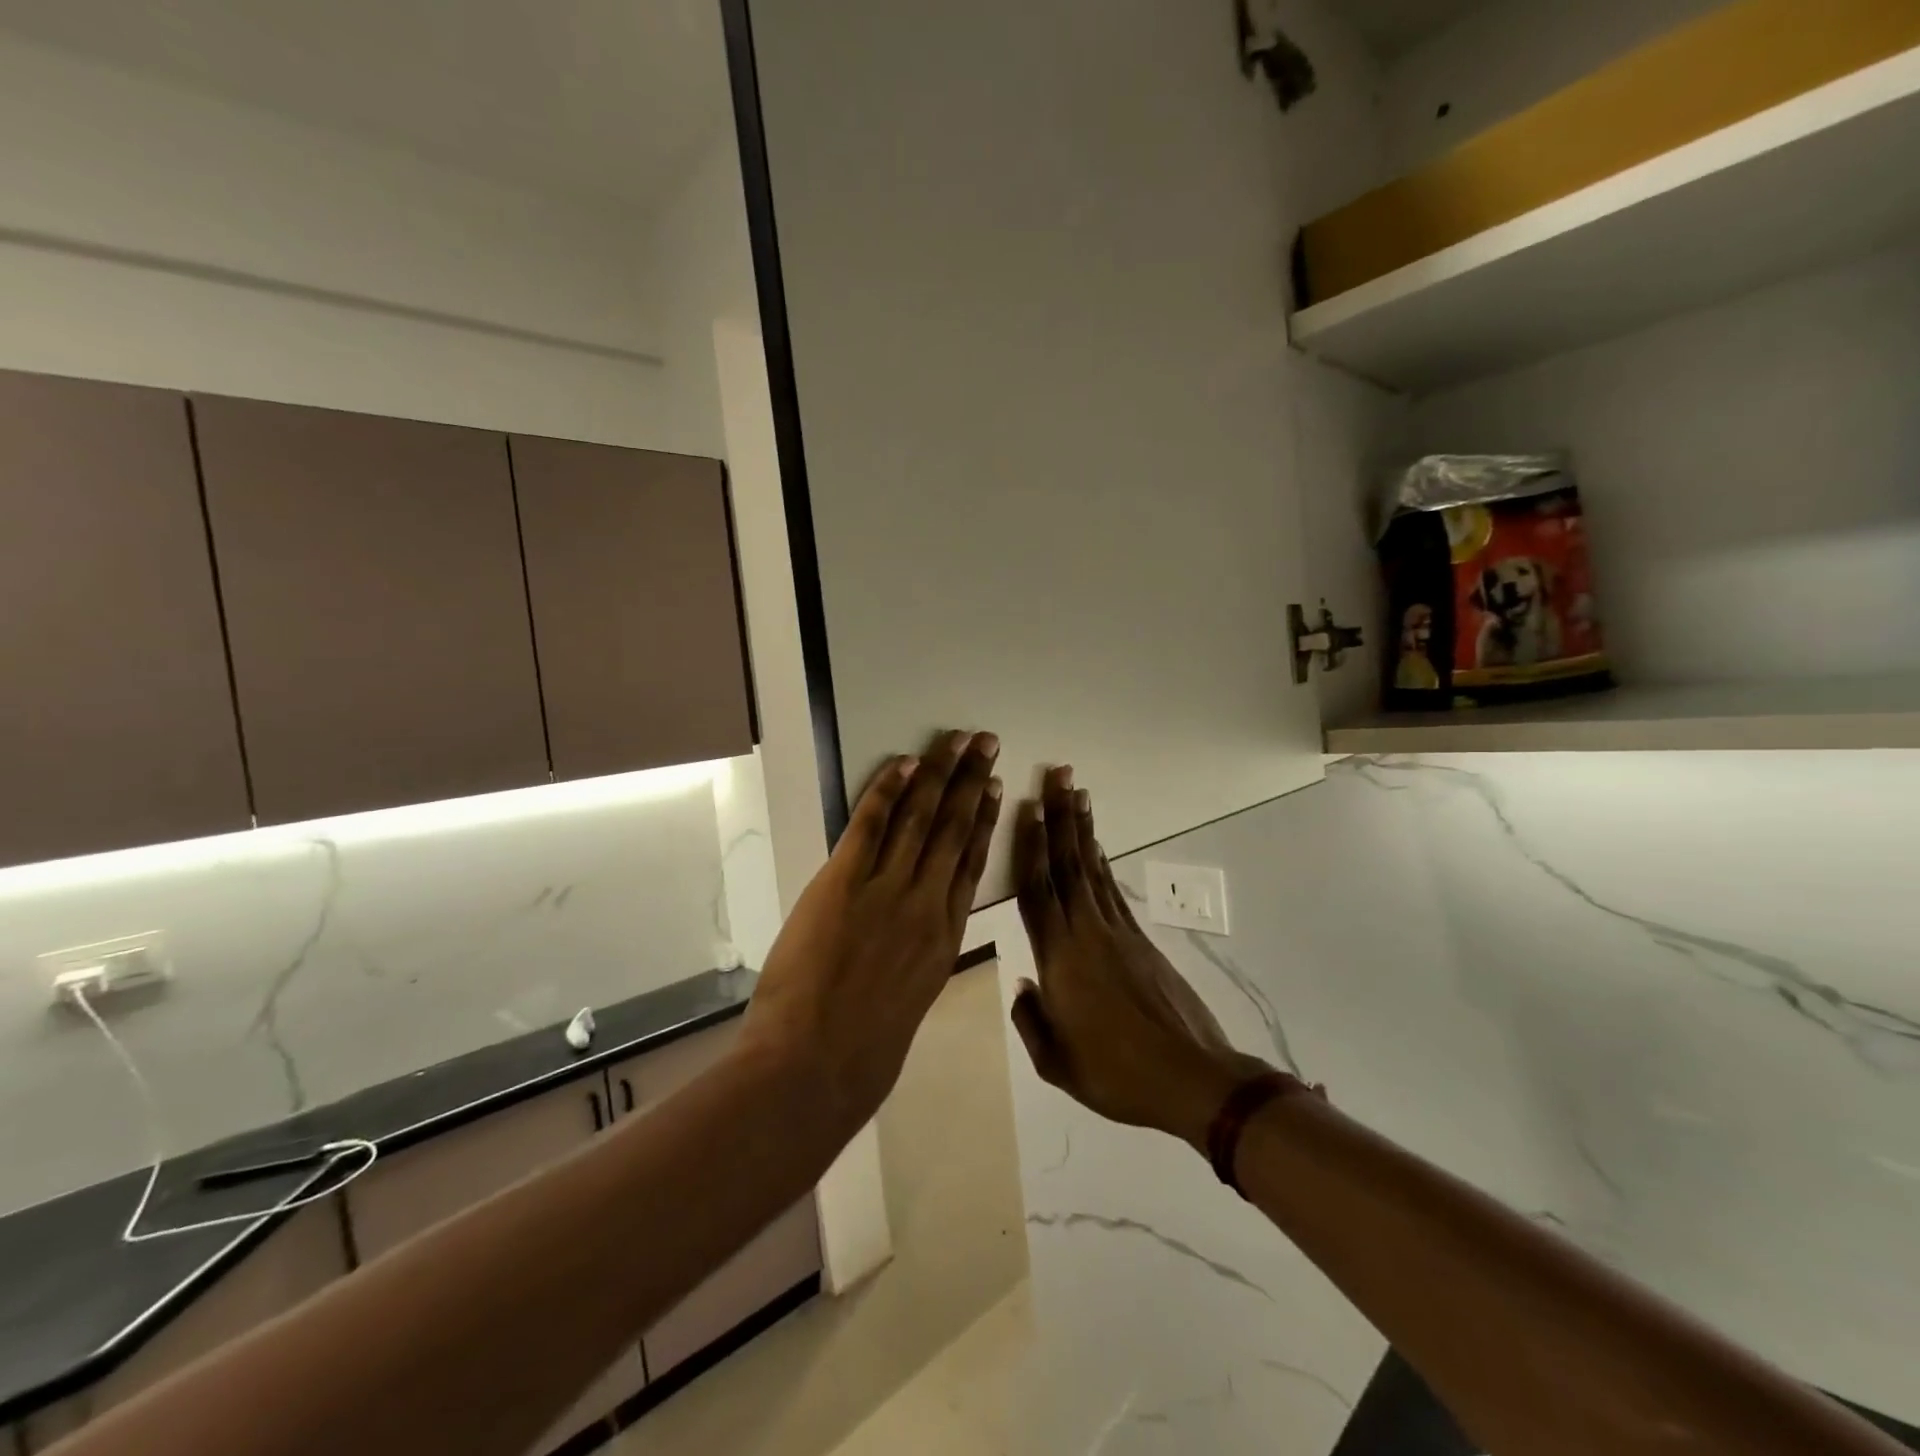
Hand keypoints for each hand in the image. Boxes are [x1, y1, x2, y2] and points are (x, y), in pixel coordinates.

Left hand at [740, 730, 1002, 1130]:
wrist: (816, 1067)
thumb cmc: (863, 1054)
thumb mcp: (910, 1003)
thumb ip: (916, 961)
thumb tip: (912, 936)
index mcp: (945, 937)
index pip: (972, 863)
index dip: (986, 820)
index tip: (998, 788)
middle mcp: (927, 904)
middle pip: (956, 829)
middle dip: (972, 781)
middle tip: (986, 742)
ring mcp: (888, 890)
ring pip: (922, 818)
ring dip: (939, 773)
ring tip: (957, 740)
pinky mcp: (844, 883)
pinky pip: (870, 825)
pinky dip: (887, 791)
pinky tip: (904, 764)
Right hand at [1010, 768, 1270, 1148]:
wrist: (1192, 1079)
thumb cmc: (1116, 1075)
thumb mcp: (1057, 1064)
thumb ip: (1032, 1021)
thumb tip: (1025, 986)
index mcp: (1058, 959)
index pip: (1037, 890)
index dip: (1030, 846)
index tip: (1027, 807)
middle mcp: (1086, 932)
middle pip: (1067, 864)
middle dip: (1059, 817)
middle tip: (1056, 776)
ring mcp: (1117, 933)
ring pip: (1091, 869)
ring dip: (1082, 829)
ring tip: (1076, 793)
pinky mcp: (1141, 941)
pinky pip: (1112, 890)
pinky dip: (1101, 863)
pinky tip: (1095, 846)